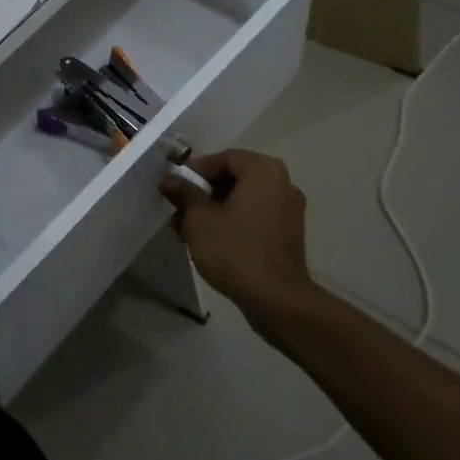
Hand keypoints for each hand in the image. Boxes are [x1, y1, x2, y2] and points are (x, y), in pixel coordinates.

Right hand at [160, 149, 314, 321]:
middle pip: (235, 177)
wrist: (277, 301)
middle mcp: (283, 183)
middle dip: (204, 191)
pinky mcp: (289, 234)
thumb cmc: (235, 251)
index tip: (175, 185)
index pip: (224, 158)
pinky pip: (256, 216)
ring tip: (189, 229)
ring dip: (216, 208)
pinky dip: (234, 221)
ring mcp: (289, 210)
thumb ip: (184, 194)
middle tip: (180, 208)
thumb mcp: (199, 220)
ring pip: (244, 199)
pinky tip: (212, 241)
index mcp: (264, 171)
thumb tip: (170, 180)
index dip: (196, 170)